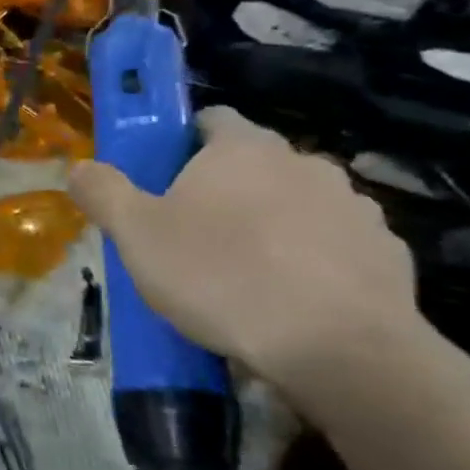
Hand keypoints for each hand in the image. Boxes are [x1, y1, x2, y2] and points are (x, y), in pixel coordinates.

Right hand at [68, 107, 440, 418]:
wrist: (340, 350)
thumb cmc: (222, 276)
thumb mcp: (136, 235)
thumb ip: (102, 192)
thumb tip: (80, 167)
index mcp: (242, 149)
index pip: (212, 118)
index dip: (184, 141)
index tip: (165, 178)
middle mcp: (304, 162)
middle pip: (255, 163)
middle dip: (227, 188)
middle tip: (194, 233)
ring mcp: (355, 207)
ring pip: (298, 202)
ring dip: (274, 222)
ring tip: (246, 273)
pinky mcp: (389, 253)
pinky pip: (336, 244)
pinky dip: (314, 259)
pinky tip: (293, 299)